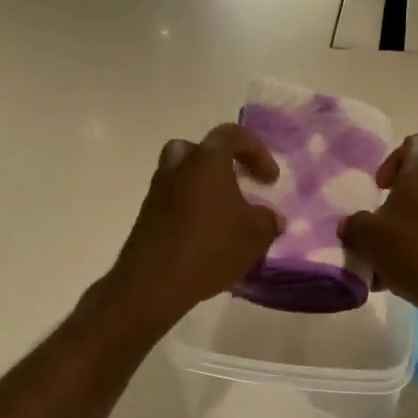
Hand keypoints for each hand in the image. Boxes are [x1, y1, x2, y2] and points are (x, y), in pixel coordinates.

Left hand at [107, 124, 282, 327]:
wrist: (153, 282)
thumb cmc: (211, 247)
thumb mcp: (255, 236)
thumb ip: (268, 220)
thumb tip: (271, 217)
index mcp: (206, 161)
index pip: (232, 135)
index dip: (257, 151)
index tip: (270, 180)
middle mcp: (177, 168)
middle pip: (196, 150)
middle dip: (219, 163)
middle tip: (236, 184)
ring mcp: (157, 193)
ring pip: (181, 177)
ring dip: (203, 189)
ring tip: (224, 217)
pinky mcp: (146, 218)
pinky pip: (173, 203)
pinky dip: (190, 211)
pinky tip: (206, 238)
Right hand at [340, 133, 417, 341]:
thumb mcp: (370, 239)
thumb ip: (354, 225)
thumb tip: (351, 224)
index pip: (414, 142)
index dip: (392, 161)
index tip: (380, 190)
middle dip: (397, 204)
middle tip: (379, 231)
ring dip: (411, 229)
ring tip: (389, 263)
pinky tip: (411, 277)